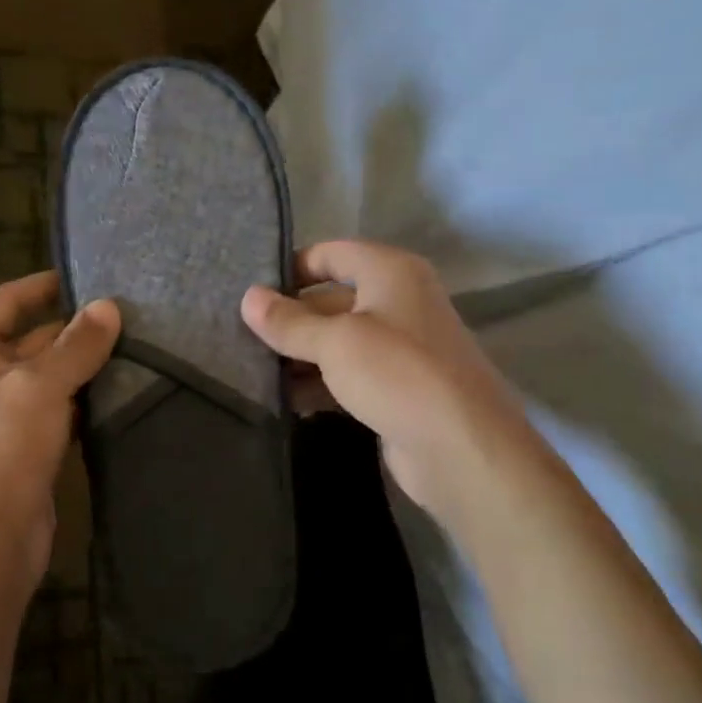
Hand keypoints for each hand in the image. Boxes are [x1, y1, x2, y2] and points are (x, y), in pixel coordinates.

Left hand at [0, 272, 119, 598]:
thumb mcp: (39, 386)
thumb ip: (76, 344)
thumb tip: (108, 306)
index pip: (5, 300)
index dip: (44, 285)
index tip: (89, 276)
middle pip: (30, 338)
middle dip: (75, 329)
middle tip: (131, 316)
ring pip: (47, 377)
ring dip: (83, 367)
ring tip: (138, 349)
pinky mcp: (22, 449)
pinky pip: (55, 412)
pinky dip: (82, 402)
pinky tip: (120, 395)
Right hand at [242, 240, 531, 520]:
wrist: (461, 448)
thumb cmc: (397, 374)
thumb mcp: (335, 342)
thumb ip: (289, 321)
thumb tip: (248, 298)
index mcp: (391, 272)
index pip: (332, 254)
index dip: (292, 267)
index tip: (252, 290)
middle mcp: (398, 302)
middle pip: (331, 300)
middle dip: (290, 319)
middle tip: (240, 336)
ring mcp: (400, 349)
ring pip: (337, 342)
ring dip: (299, 356)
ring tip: (252, 370)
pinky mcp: (396, 389)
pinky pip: (348, 376)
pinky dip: (319, 384)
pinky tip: (285, 400)